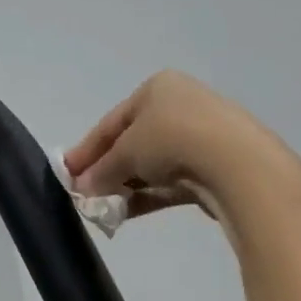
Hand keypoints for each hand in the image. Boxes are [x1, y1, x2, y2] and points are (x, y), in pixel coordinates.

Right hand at [61, 71, 300, 238]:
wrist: (234, 163)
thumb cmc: (171, 140)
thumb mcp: (125, 152)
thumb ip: (101, 170)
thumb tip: (82, 188)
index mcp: (157, 88)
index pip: (111, 122)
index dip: (85, 150)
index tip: (65, 174)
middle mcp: (179, 106)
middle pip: (131, 142)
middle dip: (105, 170)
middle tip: (83, 194)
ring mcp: (199, 137)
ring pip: (150, 165)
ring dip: (125, 186)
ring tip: (102, 208)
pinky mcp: (212, 167)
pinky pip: (169, 182)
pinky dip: (147, 195)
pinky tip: (126, 212)